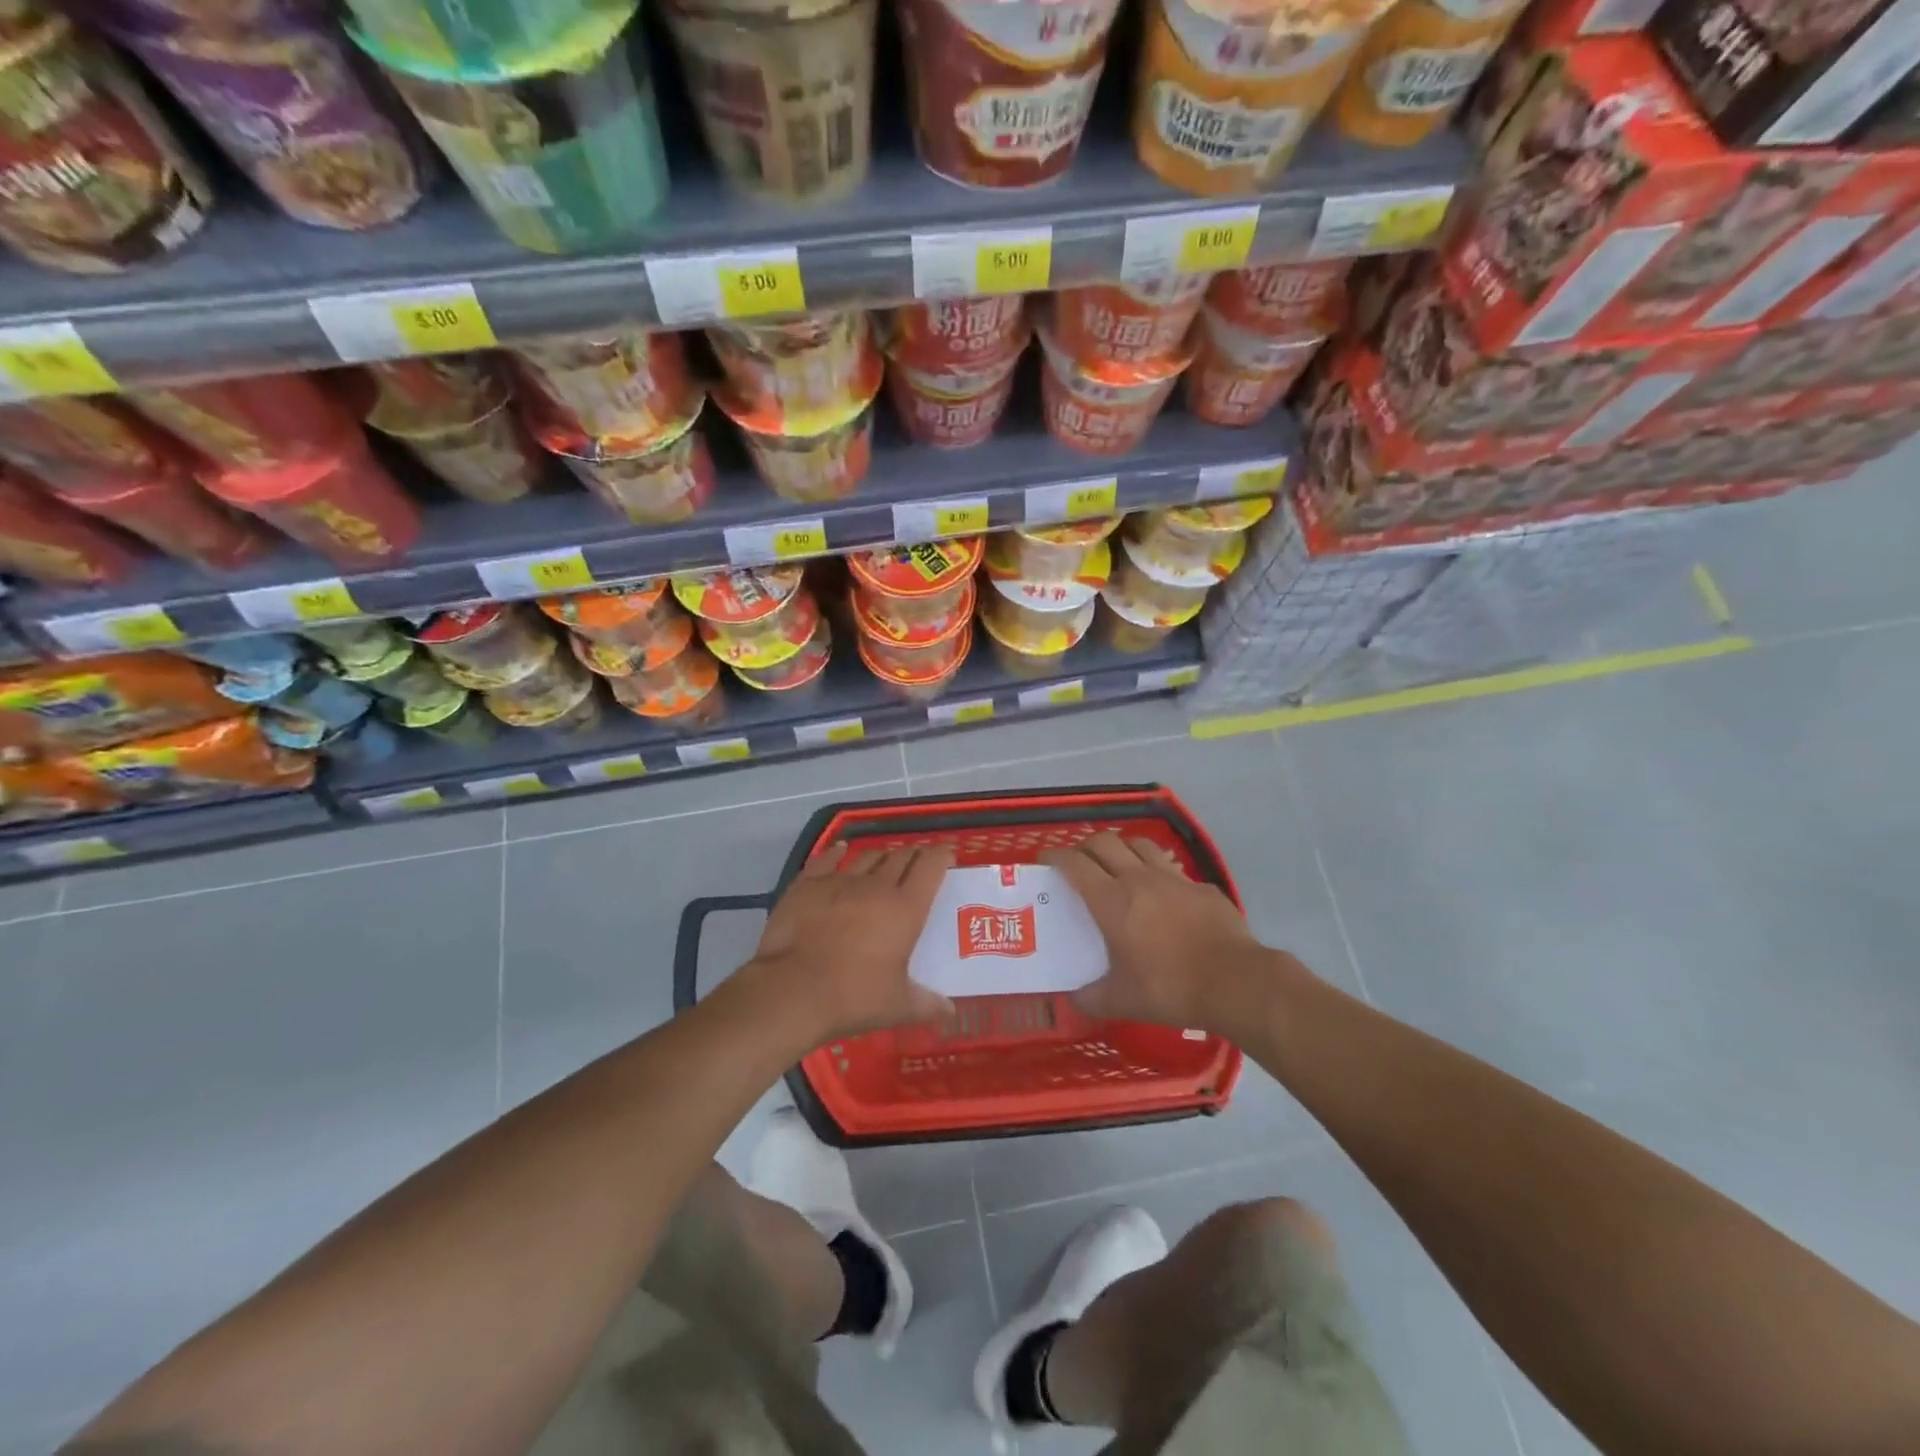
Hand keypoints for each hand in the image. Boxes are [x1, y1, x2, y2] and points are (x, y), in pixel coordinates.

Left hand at [743, 841, 955, 1046]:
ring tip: (885, 861)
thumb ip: (928, 1005)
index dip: (942, 855)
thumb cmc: (853, 997)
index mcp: (906, 908)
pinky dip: (838, 852)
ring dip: (881, 856)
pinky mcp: (807, 884)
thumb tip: (951, 1012)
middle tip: (918, 863)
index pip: (931, 866)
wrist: (792, 991)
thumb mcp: (898, 1007)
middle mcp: (876, 885)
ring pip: (868, 856)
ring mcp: (839, 880)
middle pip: (901, 856)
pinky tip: (841, 850)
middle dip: (914, 855)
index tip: (947, 855)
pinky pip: (827, 859)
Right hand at [1042, 832, 1262, 1029]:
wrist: (1234, 982)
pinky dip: (1160, 873)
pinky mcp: (1202, 887)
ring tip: (1119, 864)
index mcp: (1111, 900)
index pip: (1074, 864)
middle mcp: (1138, 878)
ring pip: (1140, 844)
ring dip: (1123, 848)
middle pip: (1104, 842)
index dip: (1055, 857)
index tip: (1044, 861)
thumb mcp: (1121, 1001)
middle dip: (1085, 846)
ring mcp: (1173, 879)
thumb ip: (1091, 998)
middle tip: (1079, 862)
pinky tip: (1164, 894)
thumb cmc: (1169, 988)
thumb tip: (1073, 999)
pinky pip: (1173, 869)